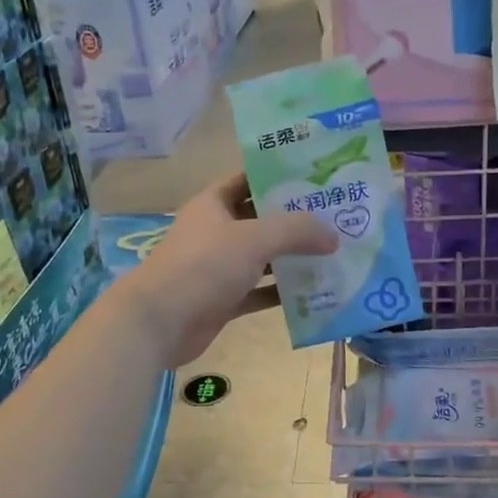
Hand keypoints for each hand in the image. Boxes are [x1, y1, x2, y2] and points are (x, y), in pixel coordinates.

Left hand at [118, 171, 339, 366]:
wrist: (159, 323)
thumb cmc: (203, 266)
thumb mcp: (253, 238)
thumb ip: (296, 231)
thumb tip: (334, 235)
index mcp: (214, 204)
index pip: (249, 178)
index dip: (280, 175)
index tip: (317, 176)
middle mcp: (216, 231)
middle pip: (261, 219)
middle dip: (295, 219)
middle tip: (338, 216)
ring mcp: (219, 267)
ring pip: (263, 257)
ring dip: (293, 257)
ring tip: (335, 253)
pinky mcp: (223, 299)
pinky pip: (259, 291)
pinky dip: (282, 292)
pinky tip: (315, 292)